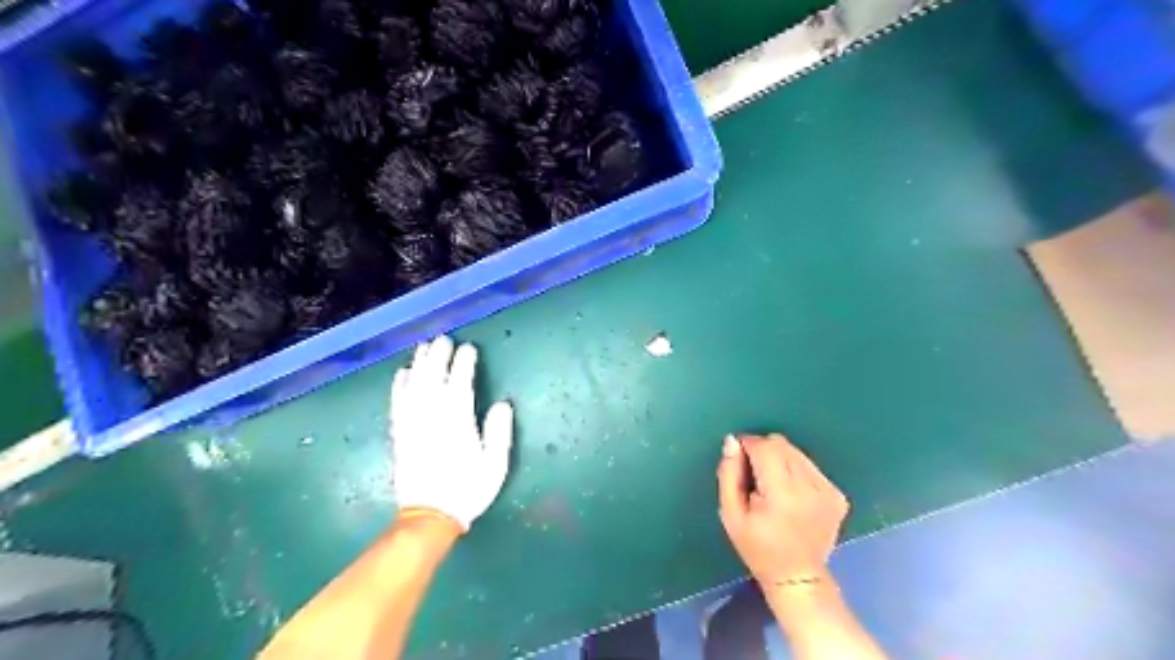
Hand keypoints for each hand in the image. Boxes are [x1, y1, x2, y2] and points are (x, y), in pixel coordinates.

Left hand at [390, 336, 515, 530]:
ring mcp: (413, 425)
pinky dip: (399, 386)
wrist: (430, 516)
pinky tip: (401, 373)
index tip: (469, 349)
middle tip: (443, 339)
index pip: (460, 385)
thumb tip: (502, 404)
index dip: (464, 364)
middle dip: (438, 357)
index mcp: (458, 424)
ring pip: (414, 387)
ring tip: (424, 347)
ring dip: (419, 364)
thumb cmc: (468, 490)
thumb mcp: (495, 465)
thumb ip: (499, 433)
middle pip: (433, 379)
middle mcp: (432, 419)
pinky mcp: (400, 435)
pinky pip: (397, 404)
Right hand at [721, 436, 850, 583]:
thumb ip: (729, 474)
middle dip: (763, 451)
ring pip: (796, 452)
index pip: (764, 447)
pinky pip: (810, 466)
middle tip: (754, 476)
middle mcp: (810, 487)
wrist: (797, 577)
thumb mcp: (730, 515)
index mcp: (782, 494)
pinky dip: (796, 471)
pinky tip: (791, 495)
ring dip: (780, 460)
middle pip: (782, 445)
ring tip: (772, 486)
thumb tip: (732, 441)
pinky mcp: (838, 495)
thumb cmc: (757, 547)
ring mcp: (828, 491)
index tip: (737, 457)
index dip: (747, 445)